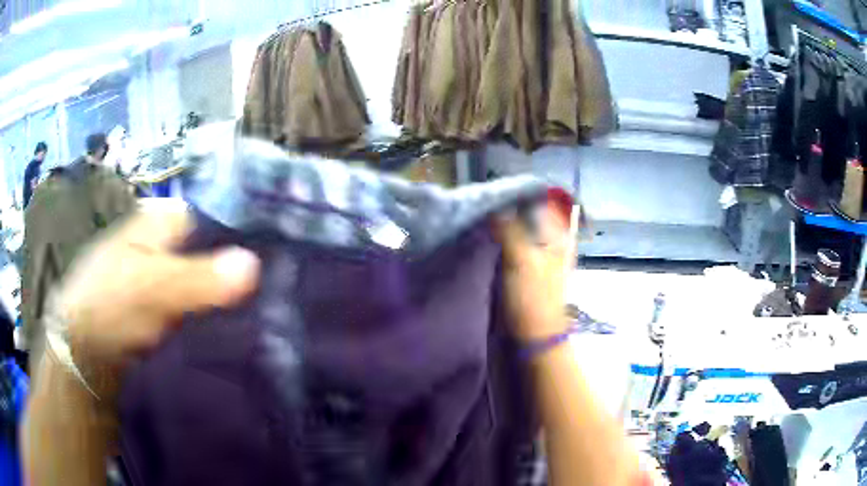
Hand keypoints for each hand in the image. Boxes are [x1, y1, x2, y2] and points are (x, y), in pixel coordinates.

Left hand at [51, 202, 259, 402]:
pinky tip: (224, 336)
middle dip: (230, 274)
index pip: (208, 219)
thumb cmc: (109, 307)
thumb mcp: (152, 290)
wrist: (80, 357)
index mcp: (156, 223)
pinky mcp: (155, 312)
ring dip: (220, 302)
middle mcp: (158, 245)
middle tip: (263, 300)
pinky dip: (206, 320)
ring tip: (252, 321)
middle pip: (205, 253)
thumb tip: (254, 264)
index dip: (235, 237)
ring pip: (199, 284)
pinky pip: (190, 310)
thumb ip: (199, 278)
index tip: (266, 266)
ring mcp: (155, 280)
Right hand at [494, 197, 573, 342]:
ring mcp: (538, 253)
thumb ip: (510, 229)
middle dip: (507, 206)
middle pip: (529, 213)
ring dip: (502, 222)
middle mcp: (551, 239)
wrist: (534, 335)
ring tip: (479, 214)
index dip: (519, 192)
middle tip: (481, 200)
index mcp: (558, 235)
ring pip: (519, 227)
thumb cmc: (533, 297)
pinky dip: (500, 237)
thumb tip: (495, 206)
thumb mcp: (522, 260)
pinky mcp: (525, 265)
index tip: (494, 189)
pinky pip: (512, 242)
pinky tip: (484, 234)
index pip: (541, 200)